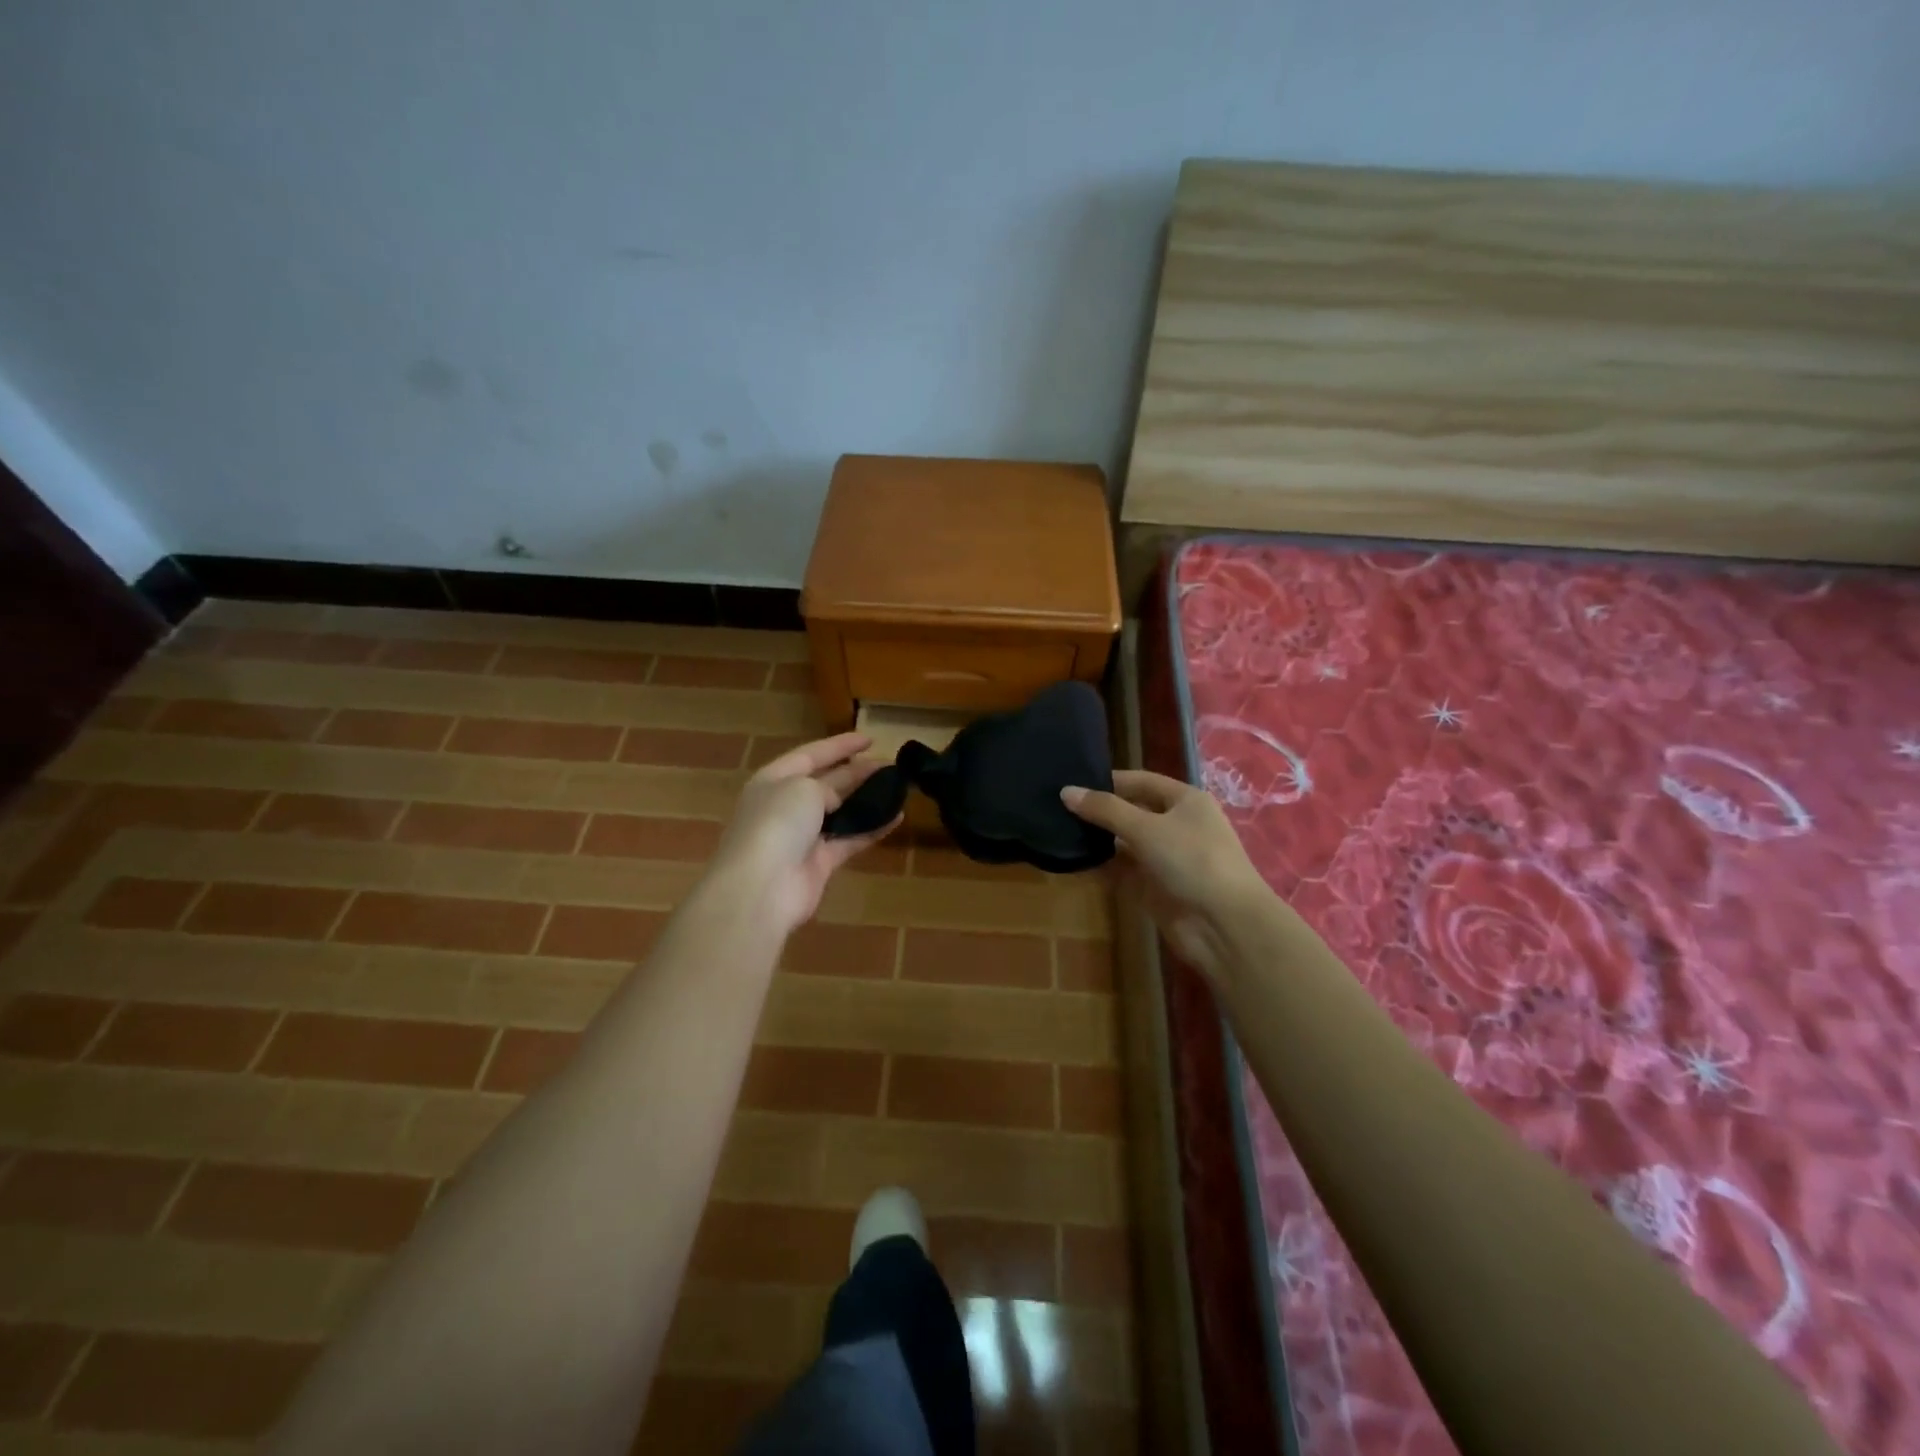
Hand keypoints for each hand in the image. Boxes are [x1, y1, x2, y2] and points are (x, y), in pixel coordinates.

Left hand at [709, 733, 900, 934]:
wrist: (761, 887)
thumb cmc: (777, 823)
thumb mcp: (802, 788)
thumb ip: (825, 787)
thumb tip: (834, 804)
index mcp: (773, 780)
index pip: (810, 755)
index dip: (839, 745)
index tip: (870, 738)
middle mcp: (785, 806)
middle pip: (826, 783)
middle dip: (857, 772)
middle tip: (890, 765)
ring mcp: (802, 837)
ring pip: (840, 812)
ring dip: (866, 800)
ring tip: (897, 788)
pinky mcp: (818, 864)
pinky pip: (850, 840)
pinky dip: (872, 829)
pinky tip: (896, 818)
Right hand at [1062, 770, 1271, 980]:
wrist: (1224, 925)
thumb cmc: (1192, 861)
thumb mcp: (1146, 828)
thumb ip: (1105, 810)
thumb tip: (1066, 791)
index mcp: (1185, 801)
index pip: (1140, 781)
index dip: (1108, 780)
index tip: (1070, 781)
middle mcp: (1177, 825)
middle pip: (1131, 811)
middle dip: (1099, 810)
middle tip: (1056, 807)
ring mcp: (1166, 858)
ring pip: (1125, 842)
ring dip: (1098, 839)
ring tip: (1057, 830)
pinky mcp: (1155, 887)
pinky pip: (1123, 870)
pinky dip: (1102, 865)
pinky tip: (1073, 860)